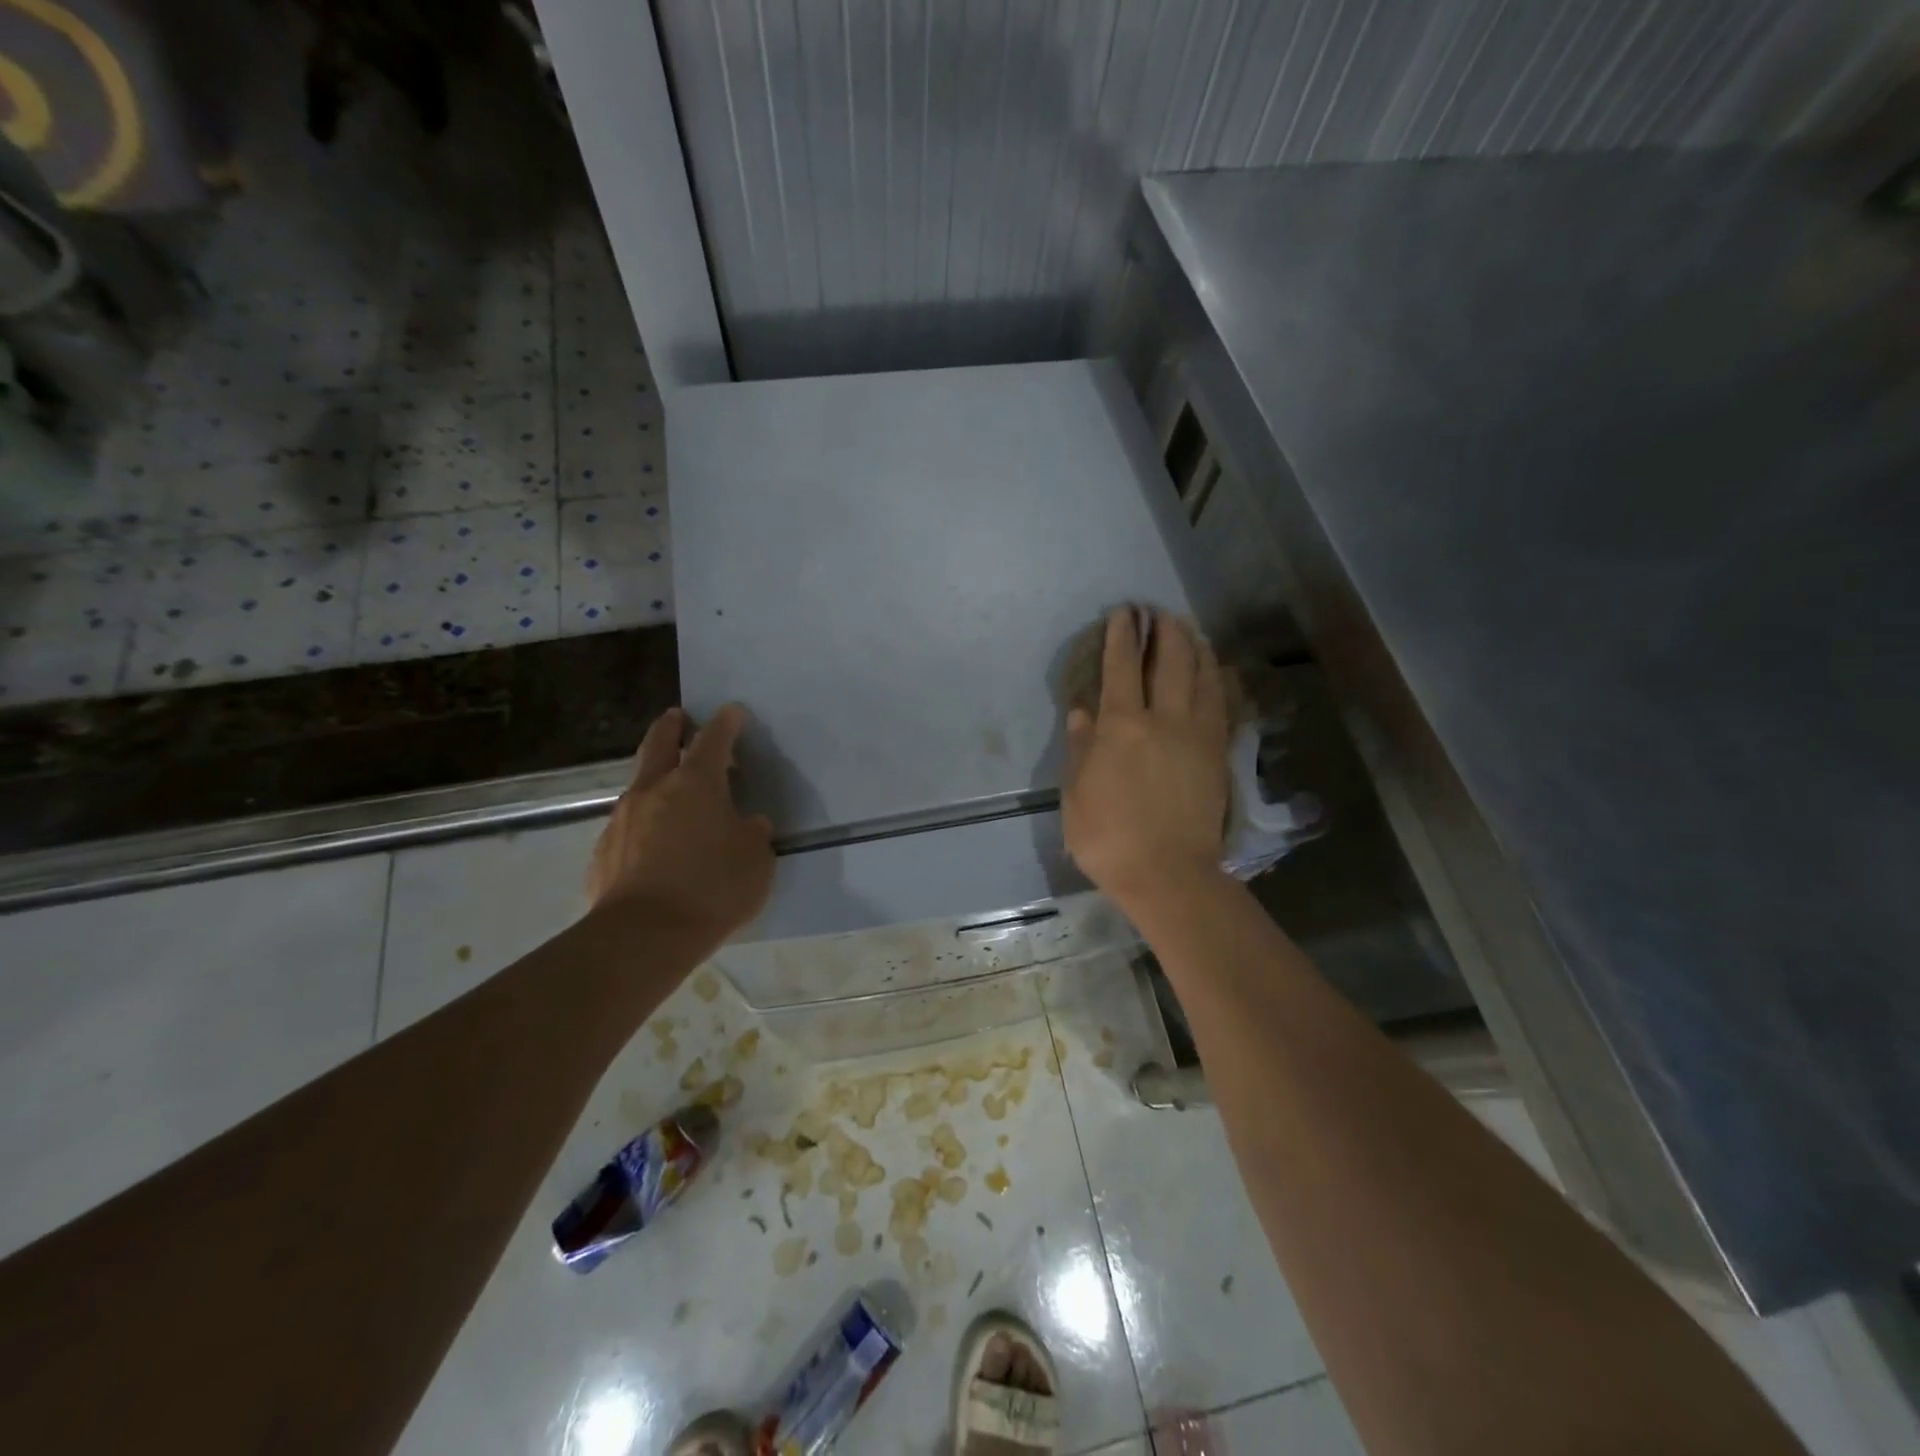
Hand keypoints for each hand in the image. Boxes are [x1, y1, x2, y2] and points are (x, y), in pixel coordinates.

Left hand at [588, 704, 774, 945]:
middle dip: (671, 726)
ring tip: (671, 790)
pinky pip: (628, 824)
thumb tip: (748, 823)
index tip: (733, 712)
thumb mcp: (756, 860)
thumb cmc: (713, 888)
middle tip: (678, 718)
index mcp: (696, 783)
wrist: (644, 936)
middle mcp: (654, 789)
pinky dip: (644, 821)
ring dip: (656, 777)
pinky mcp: (604, 851)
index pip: (713, 739)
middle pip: (659, 743)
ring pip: (639, 784)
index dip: (725, 723)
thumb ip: (752, 834)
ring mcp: (623, 818)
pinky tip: (655, 843)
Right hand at [1063, 608, 1231, 912]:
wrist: (1169, 875)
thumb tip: (1082, 712)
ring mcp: (1197, 735)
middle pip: (1170, 661)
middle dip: (1164, 630)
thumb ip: (1080, 748)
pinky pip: (1221, 704)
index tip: (1123, 613)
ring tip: (1189, 629)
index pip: (1120, 668)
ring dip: (1195, 647)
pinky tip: (1217, 668)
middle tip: (1160, 612)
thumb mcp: (1076, 795)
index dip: (1121, 637)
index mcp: (1122, 727)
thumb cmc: (1109, 838)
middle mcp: (1163, 720)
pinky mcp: (1218, 753)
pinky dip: (1218, 679)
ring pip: (1202, 677)